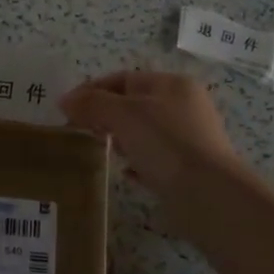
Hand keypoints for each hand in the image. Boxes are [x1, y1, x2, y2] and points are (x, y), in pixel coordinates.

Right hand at [60, 71, 244, 226]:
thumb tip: (65, 100)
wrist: (208, 195)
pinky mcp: (190, 168)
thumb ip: (92, 104)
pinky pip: (155, 159)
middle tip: (79, 131)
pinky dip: (137, 162)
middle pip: (134, 104)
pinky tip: (125, 173)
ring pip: (144, 132)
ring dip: (120, 139)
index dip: (91, 90)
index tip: (65, 109)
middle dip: (104, 115)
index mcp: (172, 84)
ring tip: (100, 150)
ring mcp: (189, 138)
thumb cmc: (165, 144)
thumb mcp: (123, 115)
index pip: (123, 78)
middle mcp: (184, 106)